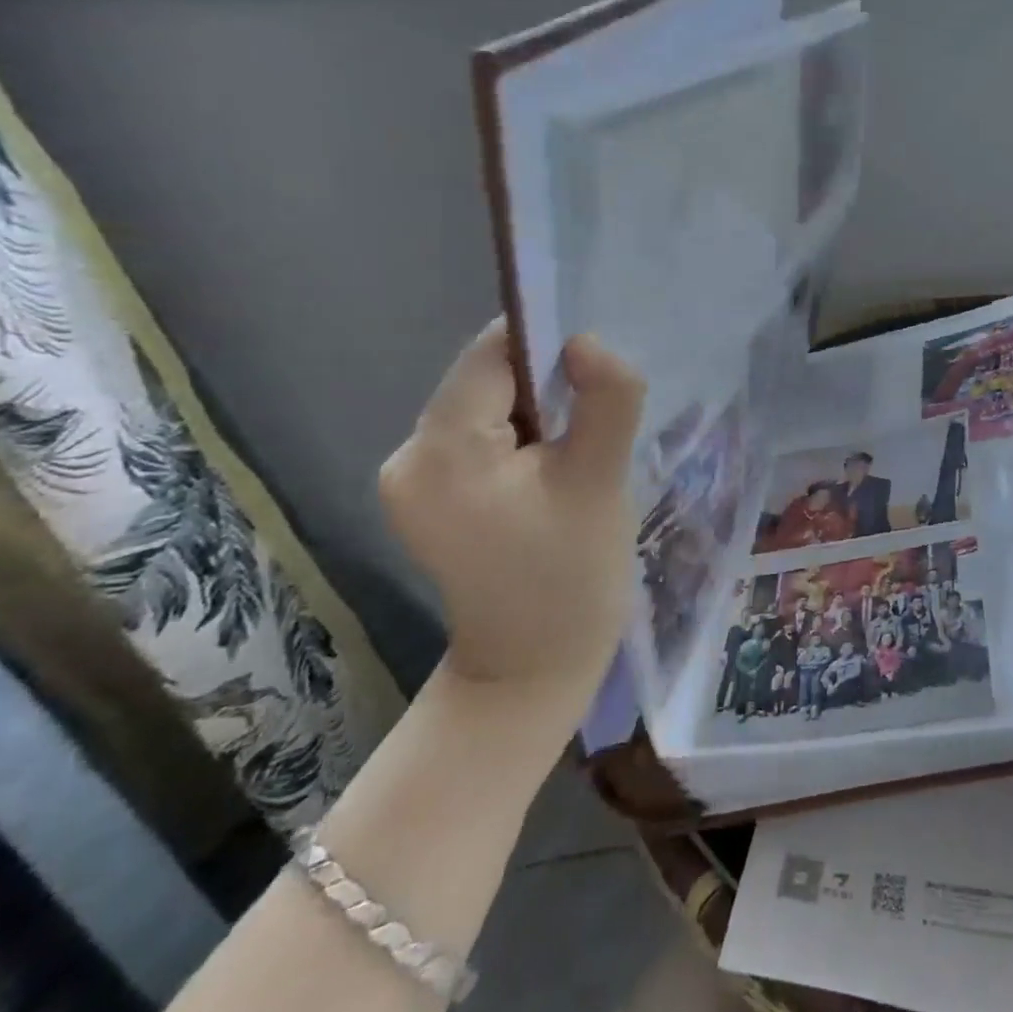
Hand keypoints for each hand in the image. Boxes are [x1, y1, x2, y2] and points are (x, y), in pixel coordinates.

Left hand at [381, 321, 644, 695]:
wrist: (532, 671)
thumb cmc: (573, 576)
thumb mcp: (602, 481)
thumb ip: (604, 400)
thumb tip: (587, 340)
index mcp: (442, 451)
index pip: (492, 354)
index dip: (548, 344)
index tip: (598, 371)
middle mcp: (408, 455)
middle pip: (486, 378)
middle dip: (546, 386)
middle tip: (595, 425)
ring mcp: (409, 478)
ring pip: (485, 405)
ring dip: (537, 413)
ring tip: (577, 455)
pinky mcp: (425, 494)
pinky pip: (478, 435)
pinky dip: (519, 437)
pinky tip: (550, 472)